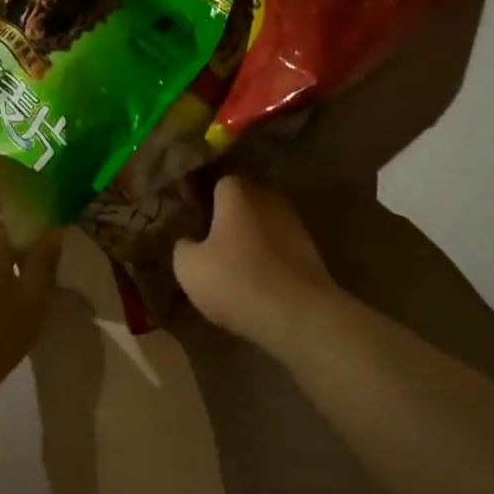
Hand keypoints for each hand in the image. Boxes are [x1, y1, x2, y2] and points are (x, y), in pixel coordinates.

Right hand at [173, 175, 337, 350]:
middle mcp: (268, 197)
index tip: (188, 212)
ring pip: (262, 220)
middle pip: (242, 197)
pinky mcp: (310, 250)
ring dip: (246, 234)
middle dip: (225, 212)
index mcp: (237, 191)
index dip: (201, 193)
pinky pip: (277, 243)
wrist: (299, 316)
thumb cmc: (236, 280)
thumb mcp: (188, 267)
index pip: (216, 178)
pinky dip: (264, 253)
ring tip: (227, 258)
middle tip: (204, 234)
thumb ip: (183, 246)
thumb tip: (189, 241)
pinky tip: (251, 274)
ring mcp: (294, 223)